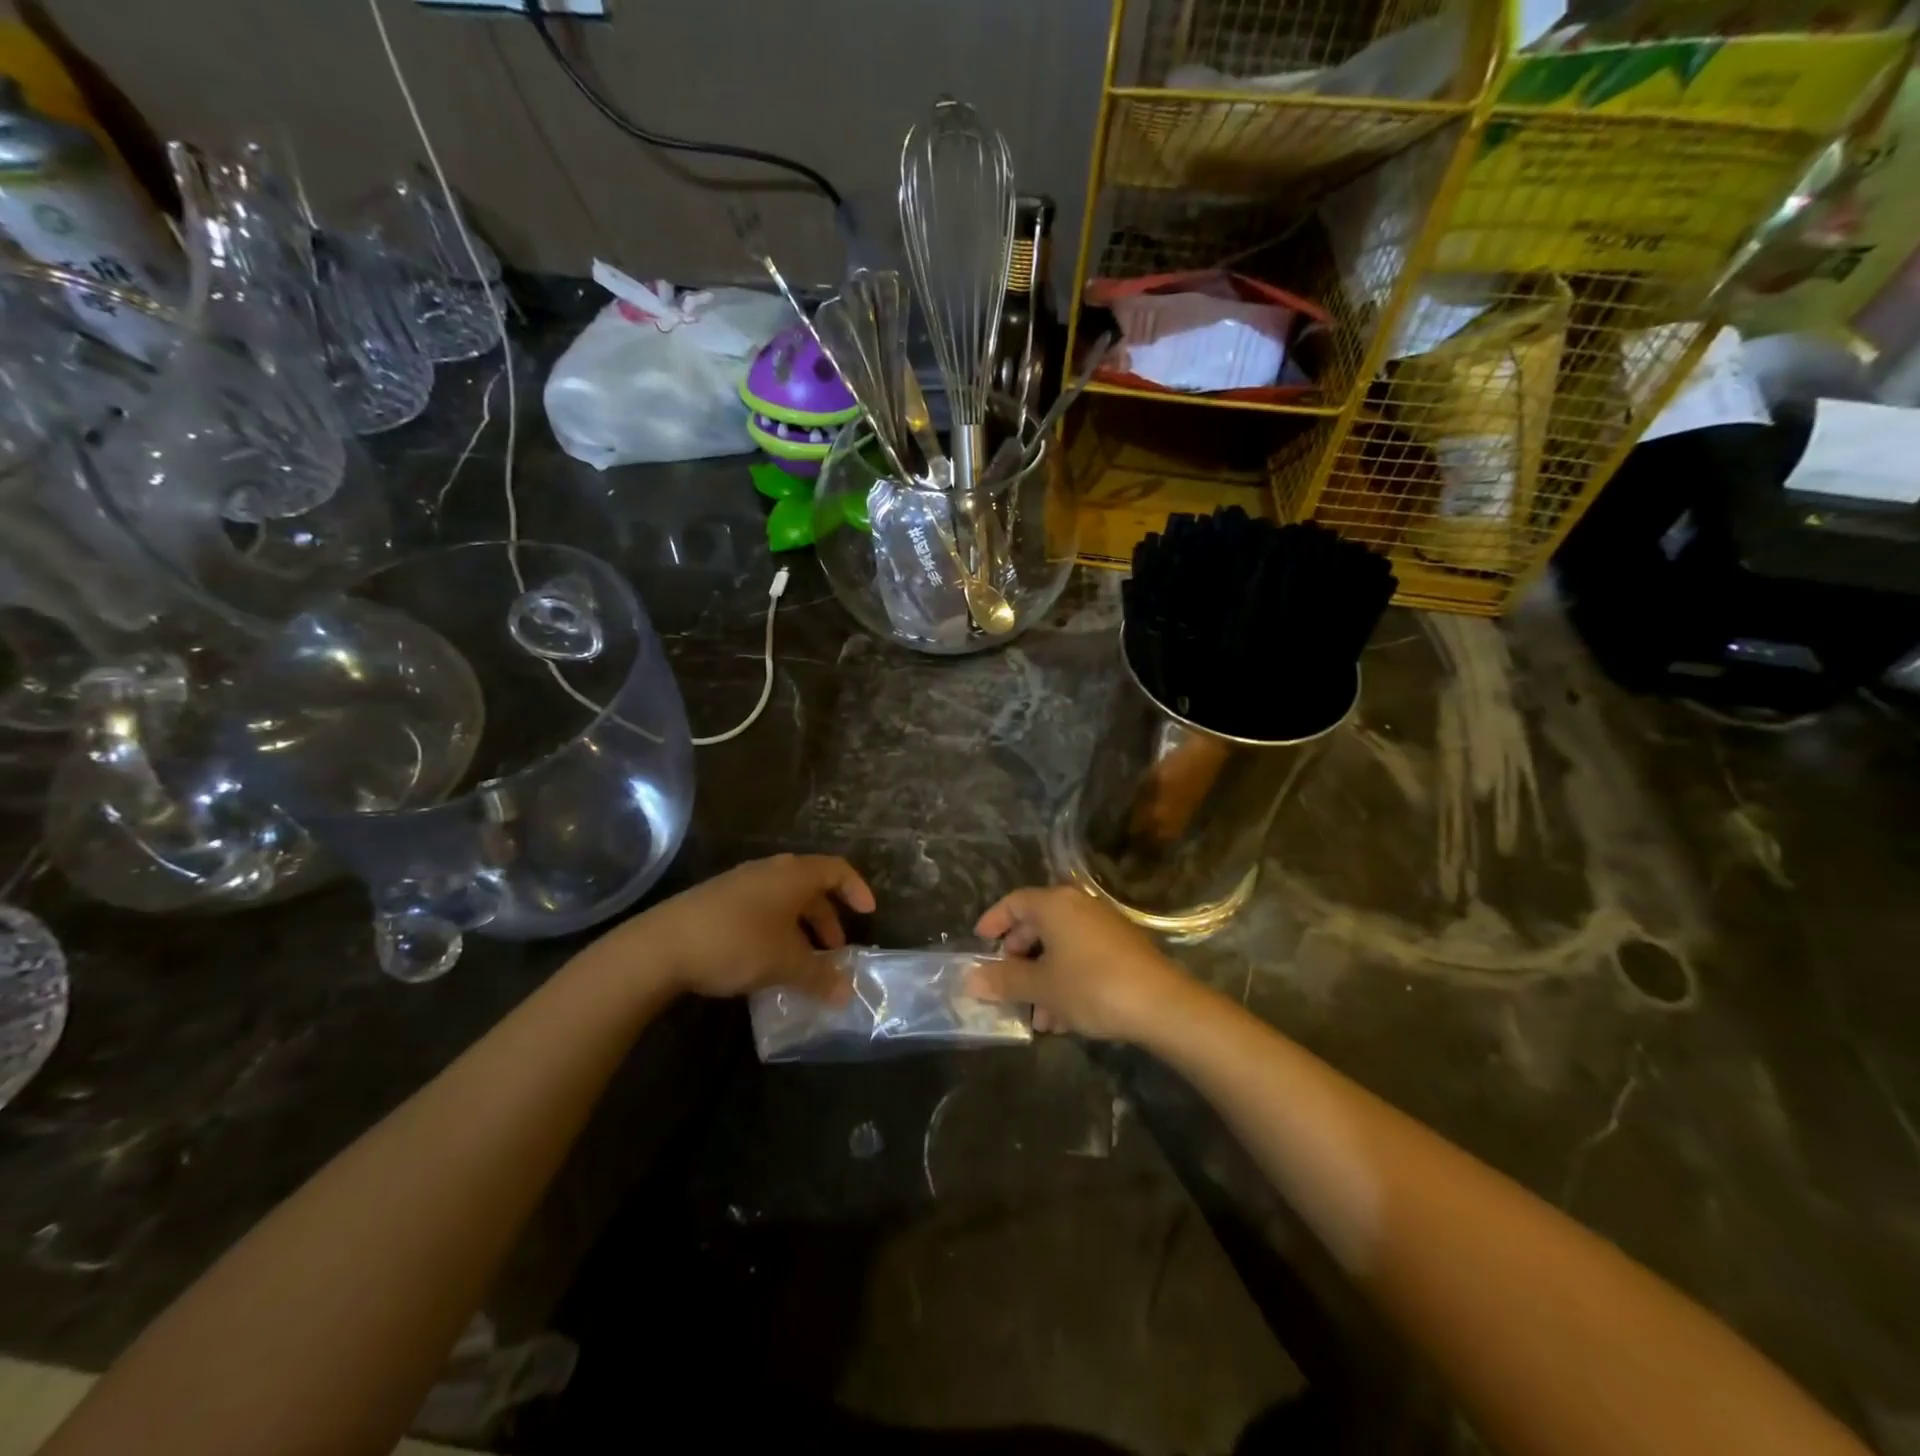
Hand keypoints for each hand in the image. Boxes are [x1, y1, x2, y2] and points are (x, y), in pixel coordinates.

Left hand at [628, 854, 874, 1001]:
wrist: (662, 946)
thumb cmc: (737, 943)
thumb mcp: (784, 964)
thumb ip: (819, 977)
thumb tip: (846, 994)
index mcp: (793, 875)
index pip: (837, 869)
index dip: (856, 889)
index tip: (868, 914)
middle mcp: (770, 870)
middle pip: (810, 887)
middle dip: (827, 919)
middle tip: (834, 951)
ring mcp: (741, 883)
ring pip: (783, 900)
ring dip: (800, 928)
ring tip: (801, 962)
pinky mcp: (717, 900)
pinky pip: (761, 908)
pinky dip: (776, 929)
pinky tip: (766, 960)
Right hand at [972, 886, 1192, 1040]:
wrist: (1161, 1005)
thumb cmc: (1091, 986)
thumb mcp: (1042, 987)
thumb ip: (1004, 981)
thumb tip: (970, 979)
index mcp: (1055, 904)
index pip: (1014, 902)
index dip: (993, 921)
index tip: (979, 942)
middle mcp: (1078, 906)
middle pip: (1037, 924)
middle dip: (1018, 958)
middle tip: (1005, 984)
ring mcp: (1103, 926)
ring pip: (1060, 947)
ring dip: (1042, 978)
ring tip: (1036, 1017)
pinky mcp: (1121, 948)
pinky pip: (1081, 957)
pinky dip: (1066, 980)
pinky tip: (1064, 1018)